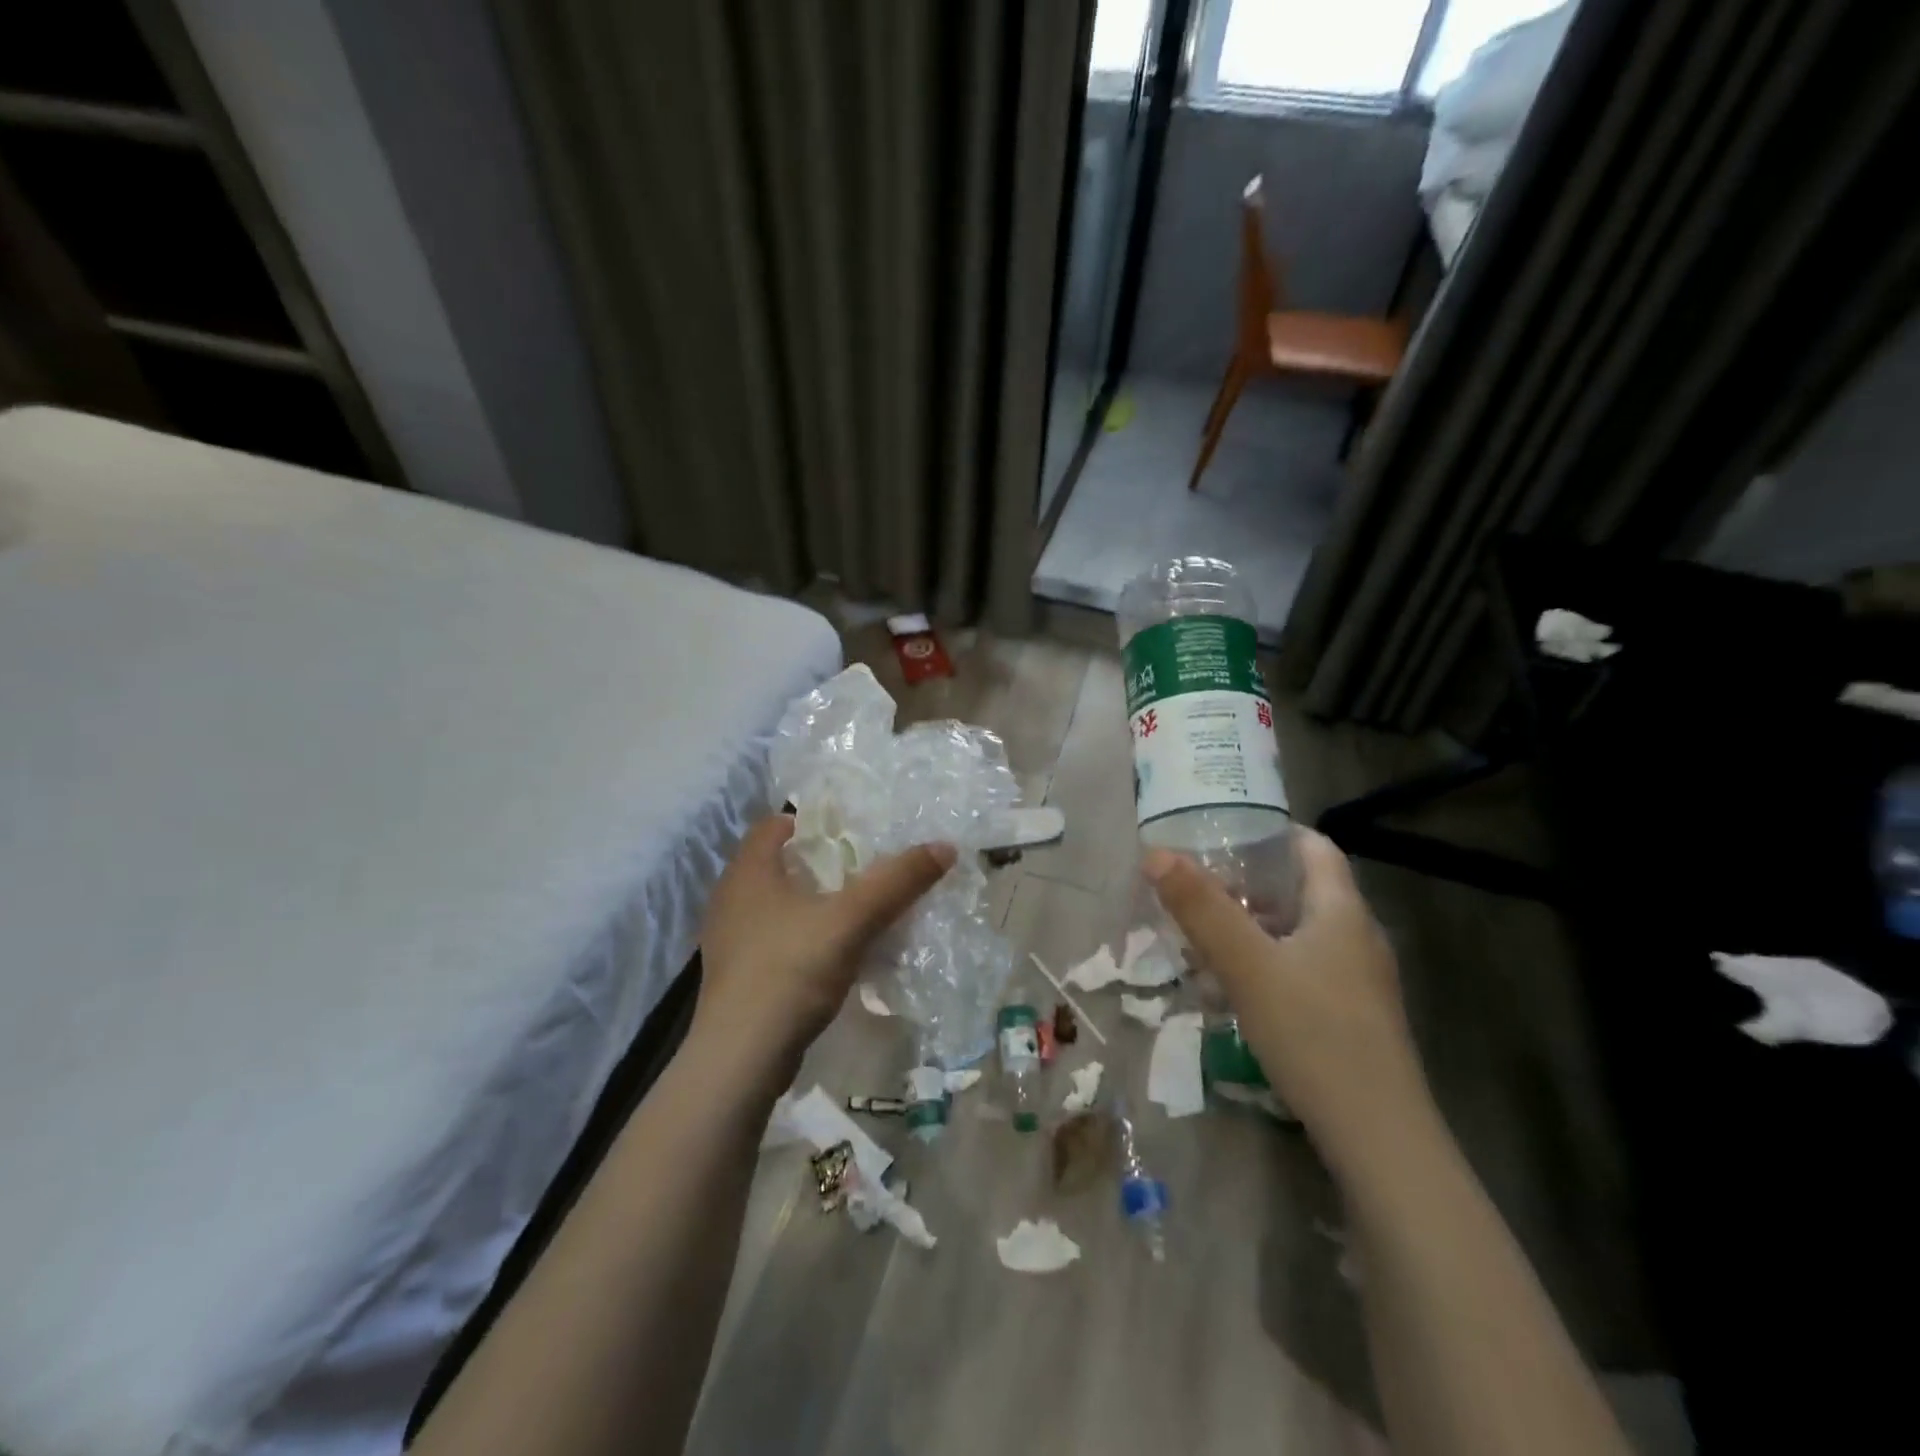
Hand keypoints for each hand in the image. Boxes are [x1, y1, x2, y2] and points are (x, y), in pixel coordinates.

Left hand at [697, 815, 953, 1077]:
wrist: (742, 1058)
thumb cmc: (790, 970)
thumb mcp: (852, 920)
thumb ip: (897, 882)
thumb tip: (945, 847)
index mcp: (748, 872)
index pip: (774, 825)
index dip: (811, 821)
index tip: (851, 830)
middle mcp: (732, 898)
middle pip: (778, 864)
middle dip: (819, 863)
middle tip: (863, 866)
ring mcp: (730, 940)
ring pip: (777, 905)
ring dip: (813, 903)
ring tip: (855, 908)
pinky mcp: (737, 976)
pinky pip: (775, 939)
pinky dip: (803, 936)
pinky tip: (833, 952)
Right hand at [1144, 830, 1430, 1173]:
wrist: (1378, 1138)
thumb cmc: (1313, 1034)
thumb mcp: (1247, 966)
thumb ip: (1201, 908)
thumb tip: (1155, 854)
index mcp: (1342, 912)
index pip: (1315, 847)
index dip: (1273, 831)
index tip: (1225, 831)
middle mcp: (1358, 937)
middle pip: (1304, 889)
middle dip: (1251, 882)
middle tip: (1200, 883)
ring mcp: (1360, 981)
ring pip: (1301, 933)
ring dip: (1255, 926)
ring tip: (1206, 933)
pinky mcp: (1352, 1017)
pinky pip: (1304, 969)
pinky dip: (1268, 963)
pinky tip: (1234, 988)